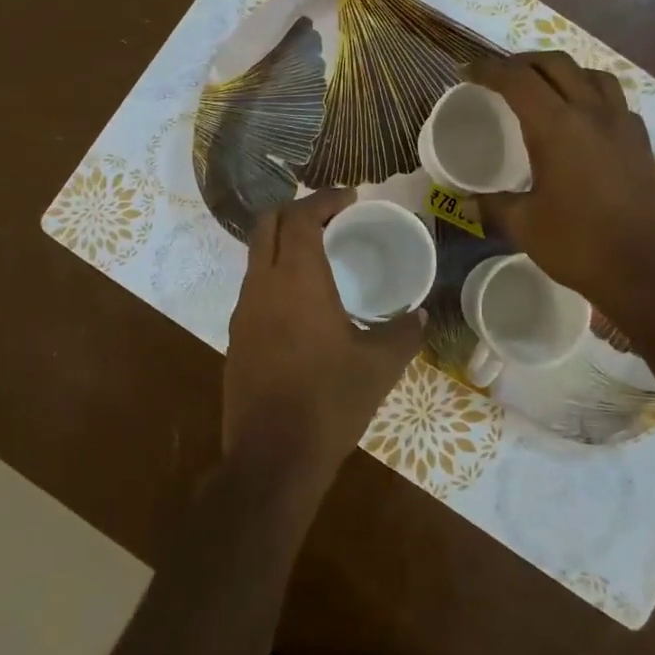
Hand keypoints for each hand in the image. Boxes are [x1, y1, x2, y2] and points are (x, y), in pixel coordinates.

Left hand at [223, 188, 425, 499]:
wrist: (272, 457)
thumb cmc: (329, 402)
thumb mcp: (379, 367)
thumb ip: (403, 333)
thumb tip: (418, 315)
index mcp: (297, 279)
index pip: (301, 217)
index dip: (325, 198)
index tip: (350, 197)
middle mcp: (262, 284)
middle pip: (268, 224)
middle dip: (297, 210)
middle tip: (332, 217)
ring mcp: (243, 310)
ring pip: (256, 254)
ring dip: (283, 242)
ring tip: (318, 253)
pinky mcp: (236, 335)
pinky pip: (254, 286)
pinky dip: (275, 273)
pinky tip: (301, 299)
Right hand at [466, 52, 654, 343]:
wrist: (647, 269)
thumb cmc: (578, 244)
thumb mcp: (524, 225)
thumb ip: (493, 206)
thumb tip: (464, 202)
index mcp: (555, 127)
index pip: (517, 80)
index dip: (488, 70)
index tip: (467, 72)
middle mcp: (591, 113)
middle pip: (555, 64)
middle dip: (523, 62)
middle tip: (500, 75)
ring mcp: (622, 124)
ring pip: (591, 74)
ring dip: (562, 71)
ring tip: (544, 86)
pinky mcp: (641, 141)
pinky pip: (615, 100)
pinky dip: (592, 94)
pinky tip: (584, 117)